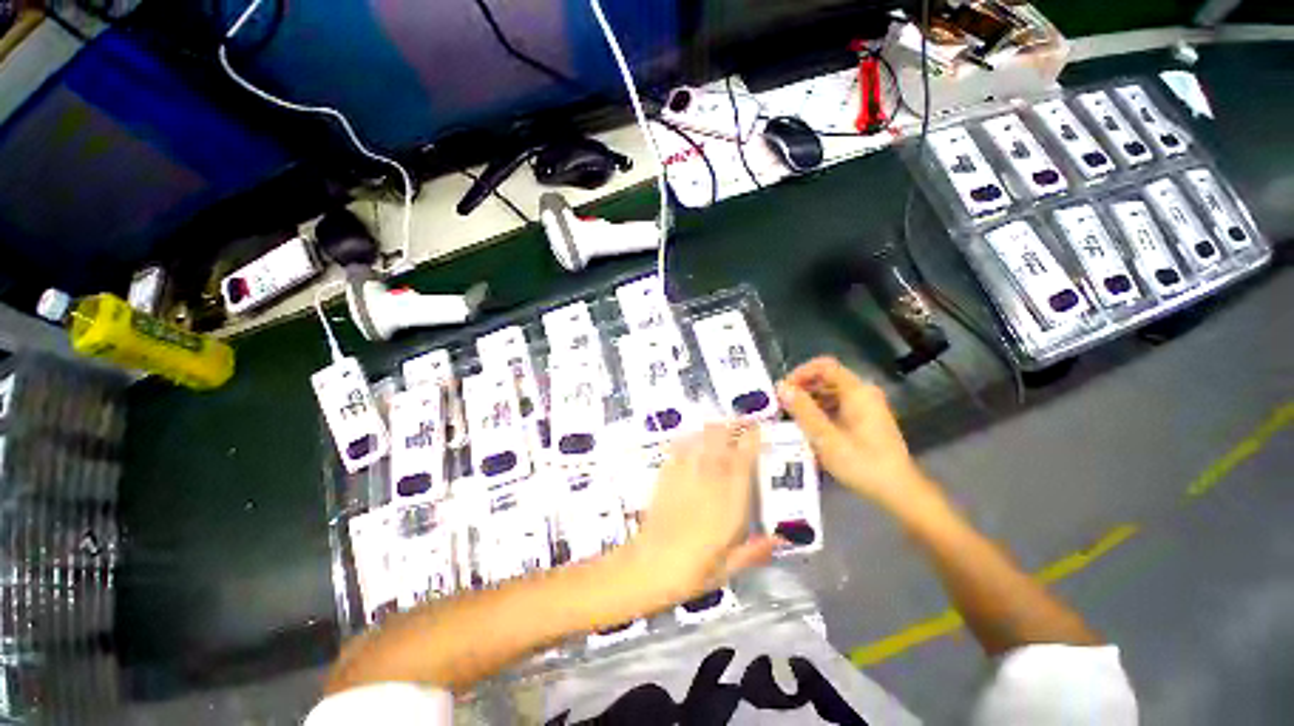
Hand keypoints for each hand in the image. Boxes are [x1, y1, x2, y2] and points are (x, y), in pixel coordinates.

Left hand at [628, 423, 779, 603]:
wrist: (649, 566)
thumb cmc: (693, 572)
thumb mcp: (728, 568)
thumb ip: (754, 551)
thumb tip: (781, 539)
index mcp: (729, 503)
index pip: (744, 462)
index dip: (752, 441)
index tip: (758, 429)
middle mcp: (709, 482)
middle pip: (721, 442)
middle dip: (731, 427)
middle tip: (740, 421)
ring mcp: (686, 475)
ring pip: (700, 440)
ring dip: (711, 429)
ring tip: (718, 423)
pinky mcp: (666, 476)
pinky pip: (679, 449)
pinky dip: (687, 439)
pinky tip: (690, 436)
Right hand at [776, 357, 938, 513]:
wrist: (898, 491)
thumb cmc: (861, 463)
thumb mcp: (825, 438)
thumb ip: (802, 410)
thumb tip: (781, 387)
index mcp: (857, 392)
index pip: (824, 366)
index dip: (800, 373)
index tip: (783, 389)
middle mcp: (864, 393)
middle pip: (827, 378)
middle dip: (802, 388)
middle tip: (782, 405)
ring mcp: (867, 406)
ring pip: (831, 392)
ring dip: (810, 401)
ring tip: (791, 417)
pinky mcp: (866, 419)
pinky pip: (838, 405)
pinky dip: (821, 411)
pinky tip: (809, 427)